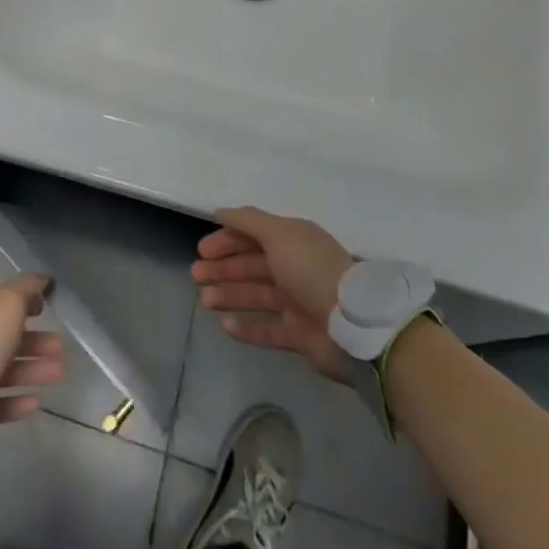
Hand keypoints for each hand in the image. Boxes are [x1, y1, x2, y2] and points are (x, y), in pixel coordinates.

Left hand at [0, 273, 66, 422]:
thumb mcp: (9, 301)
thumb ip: (27, 287)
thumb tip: (43, 277)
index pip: (1, 302)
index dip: (25, 303)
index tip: (46, 310)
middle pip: (7, 338)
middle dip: (37, 342)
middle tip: (61, 349)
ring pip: (5, 369)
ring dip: (33, 370)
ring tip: (59, 374)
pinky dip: (16, 401)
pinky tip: (35, 403)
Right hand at [193, 207, 354, 383]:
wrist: (352, 323)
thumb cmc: (311, 269)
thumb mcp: (278, 234)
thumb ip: (248, 221)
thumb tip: (220, 211)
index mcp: (293, 241)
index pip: (254, 236)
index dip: (227, 240)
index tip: (203, 249)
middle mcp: (295, 268)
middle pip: (252, 266)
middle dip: (224, 268)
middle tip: (196, 274)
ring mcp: (298, 303)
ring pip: (256, 296)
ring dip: (229, 295)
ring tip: (205, 300)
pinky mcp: (301, 336)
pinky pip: (268, 330)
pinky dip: (247, 327)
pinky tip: (226, 325)